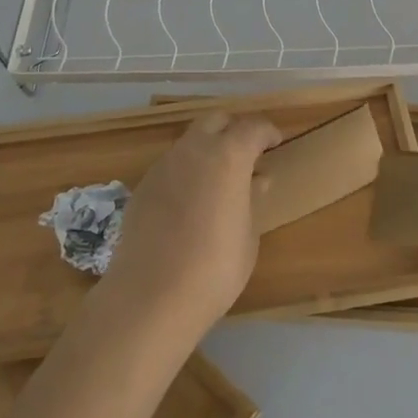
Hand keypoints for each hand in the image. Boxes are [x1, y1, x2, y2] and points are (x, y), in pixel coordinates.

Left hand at [95, 111, 282, 339]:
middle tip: (248, 153)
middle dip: (234, 129)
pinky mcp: (142, 187)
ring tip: (220, 180)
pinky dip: (187, 171)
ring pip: (190, 141)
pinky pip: (171, 166)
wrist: (150, 297)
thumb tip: (256, 180)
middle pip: (215, 121)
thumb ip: (252, 199)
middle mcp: (192, 150)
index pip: (252, 127)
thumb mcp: (248, 235)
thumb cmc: (215, 268)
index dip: (267, 133)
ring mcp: (162, 167)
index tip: (276, 144)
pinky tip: (192, 202)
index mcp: (227, 156)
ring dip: (208, 150)